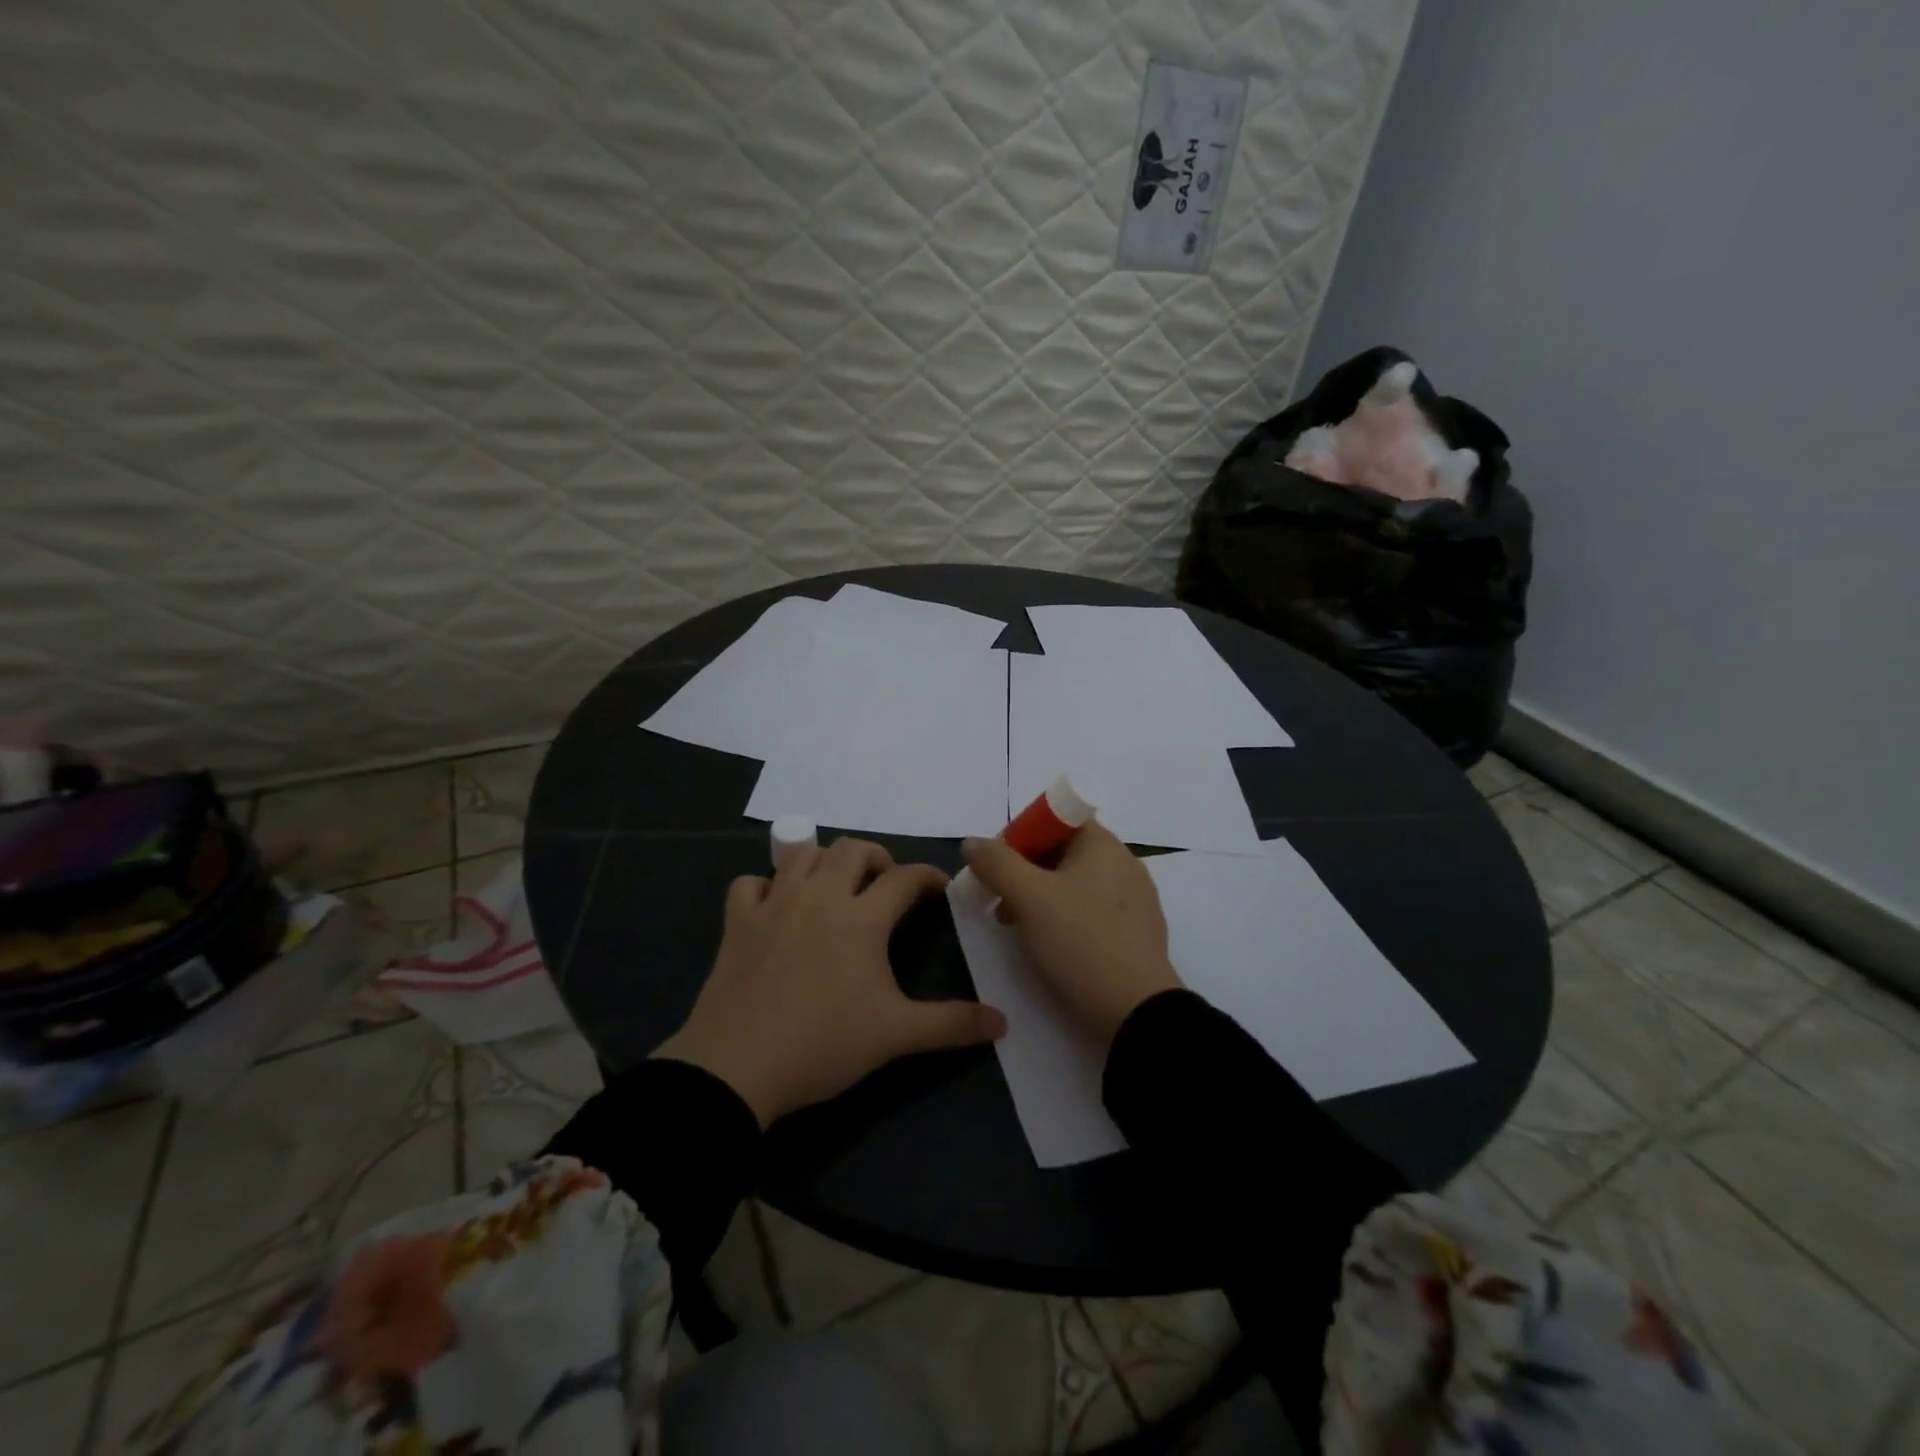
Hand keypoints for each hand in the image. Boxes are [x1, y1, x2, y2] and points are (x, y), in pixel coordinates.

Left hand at [654, 837, 1006, 1126]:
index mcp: (862, 918)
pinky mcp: (738, 921)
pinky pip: (750, 883)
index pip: (905, 878)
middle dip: (875, 858)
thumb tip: (1003, 1022)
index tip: (938, 887)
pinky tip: (774, 907)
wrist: (737, 1068)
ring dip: (823, 861)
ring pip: (801, 854)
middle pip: (852, 849)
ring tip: (833, 887)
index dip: (927, 876)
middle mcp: (820, 896)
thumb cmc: (823, 1044)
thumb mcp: (895, 1036)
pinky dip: (765, 886)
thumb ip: (951, 1025)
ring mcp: (774, 904)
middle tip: (883, 886)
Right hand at [963, 822, 1182, 1045]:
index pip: (1055, 818)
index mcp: (1103, 845)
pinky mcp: (1136, 934)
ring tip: (1014, 927)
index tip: (996, 866)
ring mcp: (1134, 900)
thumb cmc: (1080, 943)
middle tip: (997, 900)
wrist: (1136, 1014)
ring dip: (1038, 897)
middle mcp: (1123, 864)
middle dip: (1023, 870)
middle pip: (1062, 852)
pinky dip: (1063, 919)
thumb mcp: (1029, 898)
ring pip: (1074, 884)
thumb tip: (973, 842)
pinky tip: (1047, 945)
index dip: (1020, 835)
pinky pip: (1090, 911)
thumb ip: (996, 863)